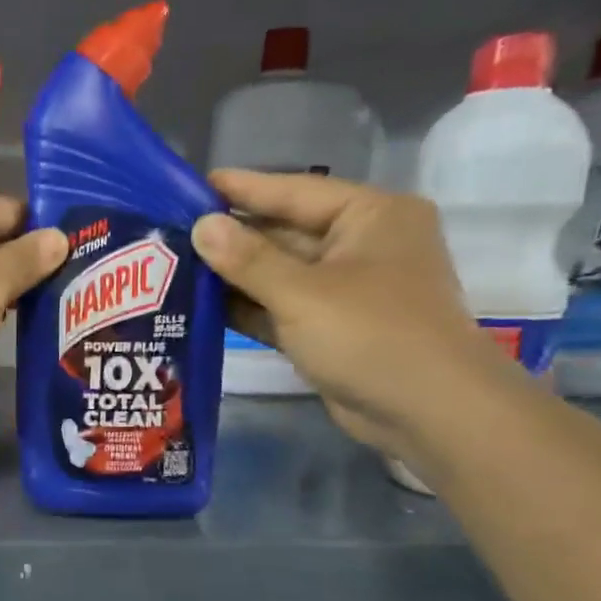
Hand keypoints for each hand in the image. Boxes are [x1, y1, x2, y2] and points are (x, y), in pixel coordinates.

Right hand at [190, 170, 508, 456]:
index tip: (190, 186)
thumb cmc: (372, 335)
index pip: (294, 191)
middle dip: (230, 236)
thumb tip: (201, 227)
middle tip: (170, 232)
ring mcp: (344, 290)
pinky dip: (246, 307)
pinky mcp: (330, 329)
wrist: (430, 414)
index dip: (241, 189)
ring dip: (232, 275)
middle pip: (283, 232)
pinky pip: (280, 307)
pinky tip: (200, 305)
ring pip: (278, 273)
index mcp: (369, 217)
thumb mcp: (302, 293)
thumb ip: (248, 259)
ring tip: (173, 266)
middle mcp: (358, 245)